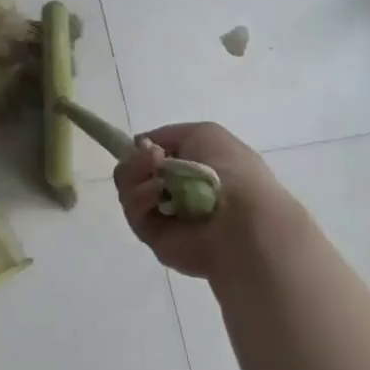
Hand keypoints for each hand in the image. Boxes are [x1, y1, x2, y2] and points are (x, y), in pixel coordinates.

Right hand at [113, 122, 301, 280]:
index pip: (153, 155)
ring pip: (129, 188)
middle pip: (135, 170)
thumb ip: (167, 135)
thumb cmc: (229, 169)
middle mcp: (176, 190)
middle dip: (137, 160)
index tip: (145, 145)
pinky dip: (141, 198)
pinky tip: (158, 195)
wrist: (240, 217)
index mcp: (192, 167)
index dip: (144, 147)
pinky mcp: (152, 235)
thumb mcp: (203, 134)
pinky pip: (133, 210)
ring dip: (137, 176)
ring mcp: (163, 214)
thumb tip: (142, 146)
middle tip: (153, 160)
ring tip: (158, 178)